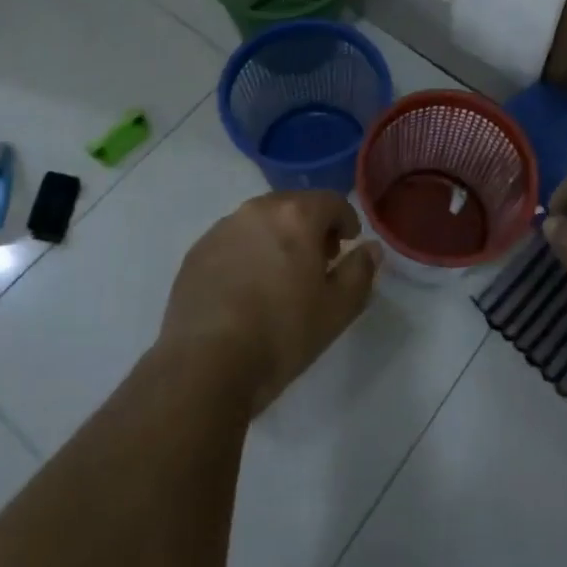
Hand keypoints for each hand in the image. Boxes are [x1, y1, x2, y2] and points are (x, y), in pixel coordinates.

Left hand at [160, 191, 379, 413]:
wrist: (204, 365)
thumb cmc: (281, 334)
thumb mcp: (337, 310)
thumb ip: (360, 272)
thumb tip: (370, 248)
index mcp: (295, 216)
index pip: (332, 201)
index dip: (346, 221)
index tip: (347, 247)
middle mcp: (256, 210)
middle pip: (294, 206)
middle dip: (311, 228)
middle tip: (317, 263)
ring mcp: (221, 229)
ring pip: (260, 222)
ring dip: (276, 239)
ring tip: (279, 279)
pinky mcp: (196, 253)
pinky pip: (232, 242)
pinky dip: (246, 254)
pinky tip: (245, 292)